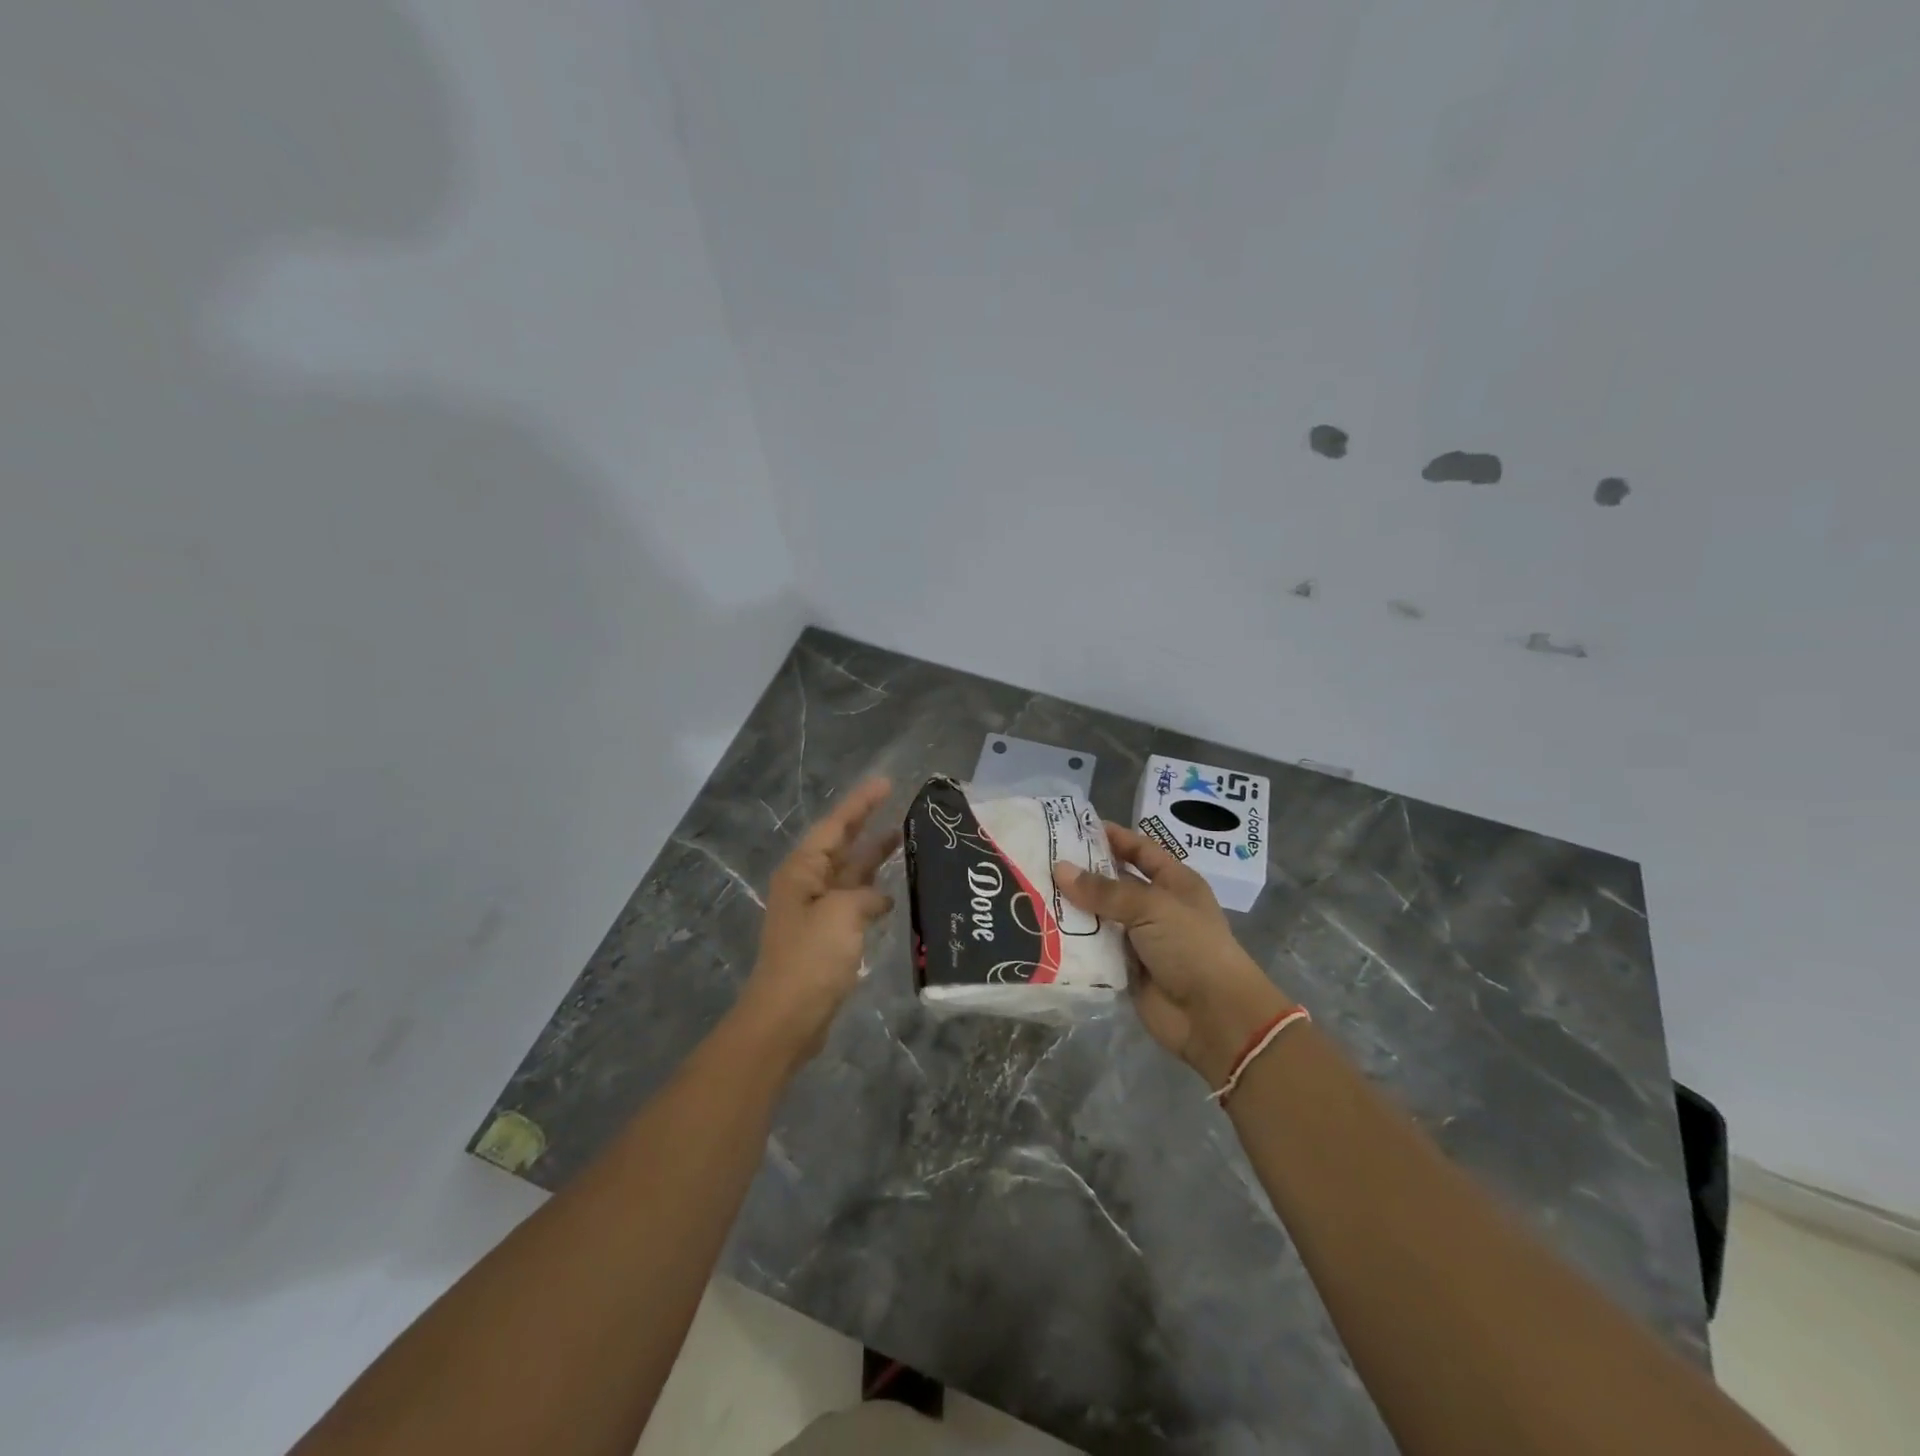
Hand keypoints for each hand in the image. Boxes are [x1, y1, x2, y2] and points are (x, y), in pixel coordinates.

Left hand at [733, 777, 899, 1069]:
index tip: (886, 783)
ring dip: (874, 858)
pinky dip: (873, 894)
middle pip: (841, 845)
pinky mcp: (827, 937)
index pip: (835, 825)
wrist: (786, 1018)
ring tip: (905, 840)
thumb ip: (865, 896)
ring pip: (850, 874)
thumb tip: (877, 900)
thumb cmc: (810, 959)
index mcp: (802, 870)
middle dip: (867, 824)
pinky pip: (854, 903)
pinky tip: (894, 894)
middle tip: (900, 805)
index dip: (860, 803)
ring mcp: (816, 911)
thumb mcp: (842, 914)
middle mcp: (807, 884)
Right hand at [1054, 823, 1292, 1086]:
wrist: (1213, 1017)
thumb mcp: (1152, 907)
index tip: (1072, 827)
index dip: (1112, 836)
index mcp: (1174, 882)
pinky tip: (1040, 930)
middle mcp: (1155, 907)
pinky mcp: (1124, 969)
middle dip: (1081, 873)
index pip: (1140, 849)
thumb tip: (1060, 869)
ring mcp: (1139, 939)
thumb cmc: (1191, 947)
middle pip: (1113, 883)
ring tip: (1030, 891)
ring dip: (1072, 908)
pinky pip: (1094, 949)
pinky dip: (1072, 942)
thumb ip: (1105, 890)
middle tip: (1039, 860)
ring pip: (1099, 917)